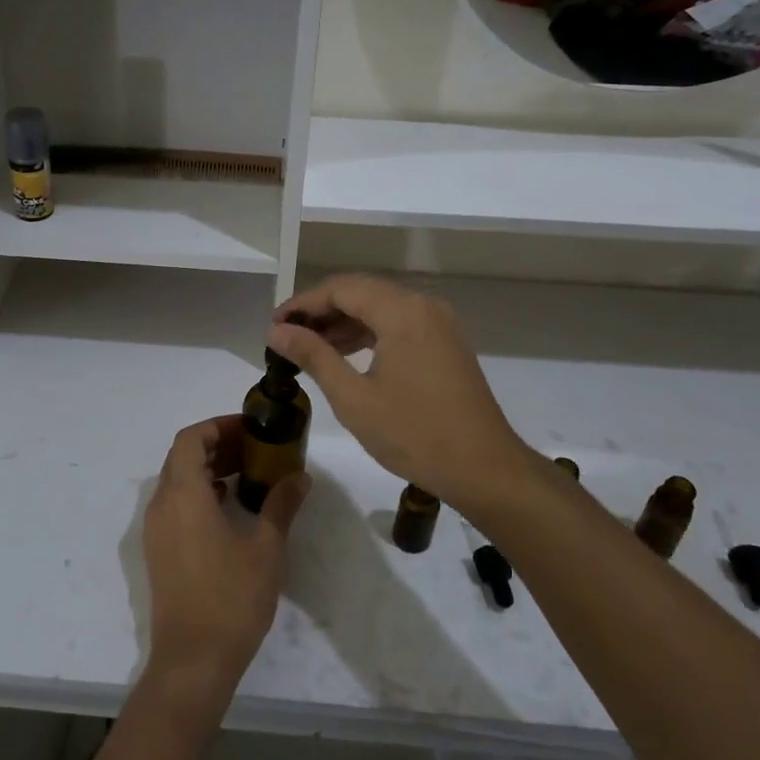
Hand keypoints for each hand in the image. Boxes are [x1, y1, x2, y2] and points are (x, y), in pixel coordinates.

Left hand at [142, 417, 308, 705]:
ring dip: (208, 469)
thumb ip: (281, 505)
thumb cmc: (231, 598)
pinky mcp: (159, 551)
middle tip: (255, 449)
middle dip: (217, 445)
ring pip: (178, 480)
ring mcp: (156, 529)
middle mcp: (162, 504)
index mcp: (183, 494)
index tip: (249, 428)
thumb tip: (300, 477)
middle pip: (182, 456)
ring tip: (248, 474)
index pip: (190, 438)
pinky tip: (230, 507)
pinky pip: (176, 504)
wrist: (192, 662)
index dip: (218, 426)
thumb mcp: (266, 548)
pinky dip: (200, 493)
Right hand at [270, 275, 539, 507]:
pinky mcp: (445, 343)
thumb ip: (313, 356)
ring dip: (343, 323)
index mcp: (402, 311)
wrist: (485, 470)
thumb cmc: (415, 435)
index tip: (273, 326)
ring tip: (307, 348)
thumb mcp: (354, 398)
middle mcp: (423, 306)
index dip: (302, 304)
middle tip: (286, 336)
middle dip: (320, 311)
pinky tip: (344, 355)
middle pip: (361, 292)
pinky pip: (398, 324)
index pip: (341, 289)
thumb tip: (277, 331)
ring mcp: (439, 323)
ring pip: (380, 308)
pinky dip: (368, 334)